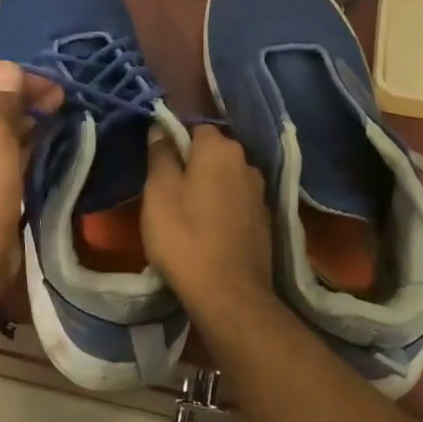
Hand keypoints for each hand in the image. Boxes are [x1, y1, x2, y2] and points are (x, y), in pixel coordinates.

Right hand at [142, 124, 274, 315]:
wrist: (229, 294)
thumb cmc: (184, 237)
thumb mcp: (158, 192)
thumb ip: (160, 154)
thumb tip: (160, 127)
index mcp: (221, 149)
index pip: (195, 128)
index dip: (174, 142)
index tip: (158, 165)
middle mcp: (247, 163)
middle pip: (213, 153)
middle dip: (192, 165)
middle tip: (167, 192)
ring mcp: (260, 194)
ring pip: (226, 179)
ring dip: (209, 189)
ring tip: (187, 213)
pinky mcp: (264, 222)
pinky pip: (237, 203)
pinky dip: (223, 210)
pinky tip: (209, 231)